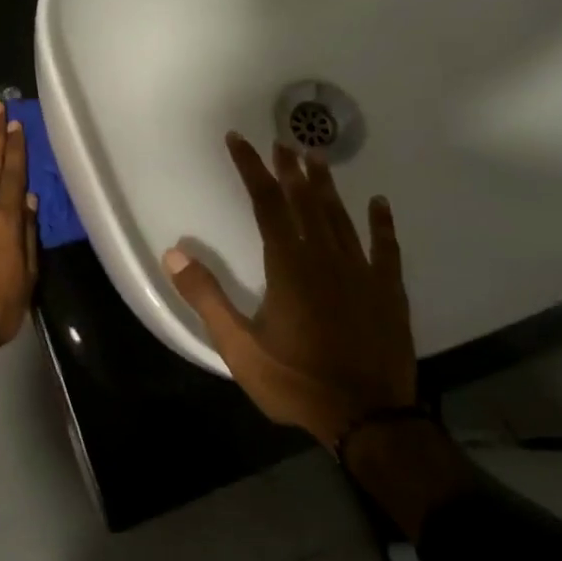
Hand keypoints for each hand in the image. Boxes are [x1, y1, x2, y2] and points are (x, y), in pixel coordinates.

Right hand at [161, 133, 414, 447]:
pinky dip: (382, 223)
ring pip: (341, 217)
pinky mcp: (388, 291)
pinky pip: (386, 248)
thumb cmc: (295, 382)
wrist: (368, 419)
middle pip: (305, 202)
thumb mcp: (238, 347)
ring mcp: (361, 272)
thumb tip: (173, 254)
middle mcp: (325, 258)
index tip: (238, 140)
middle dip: (290, 169)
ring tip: (317, 158)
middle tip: (282, 140)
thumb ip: (206, 298)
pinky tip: (379, 203)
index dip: (251, 169)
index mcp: (288, 267)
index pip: (265, 204)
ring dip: (327, 186)